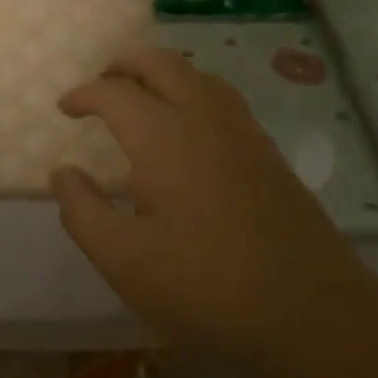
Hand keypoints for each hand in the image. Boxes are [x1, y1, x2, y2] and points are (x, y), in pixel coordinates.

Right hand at [52, 48, 377, 369]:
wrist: (313, 314)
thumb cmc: (206, 286)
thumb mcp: (123, 260)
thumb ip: (82, 210)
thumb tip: (63, 173)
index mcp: (164, 135)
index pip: (114, 92)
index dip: (83, 94)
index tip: (65, 107)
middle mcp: (204, 117)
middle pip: (160, 63)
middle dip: (123, 65)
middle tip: (101, 86)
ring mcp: (244, 132)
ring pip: (196, 74)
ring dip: (161, 73)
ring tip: (140, 98)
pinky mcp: (269, 153)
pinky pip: (221, 98)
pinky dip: (191, 92)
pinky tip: (188, 131)